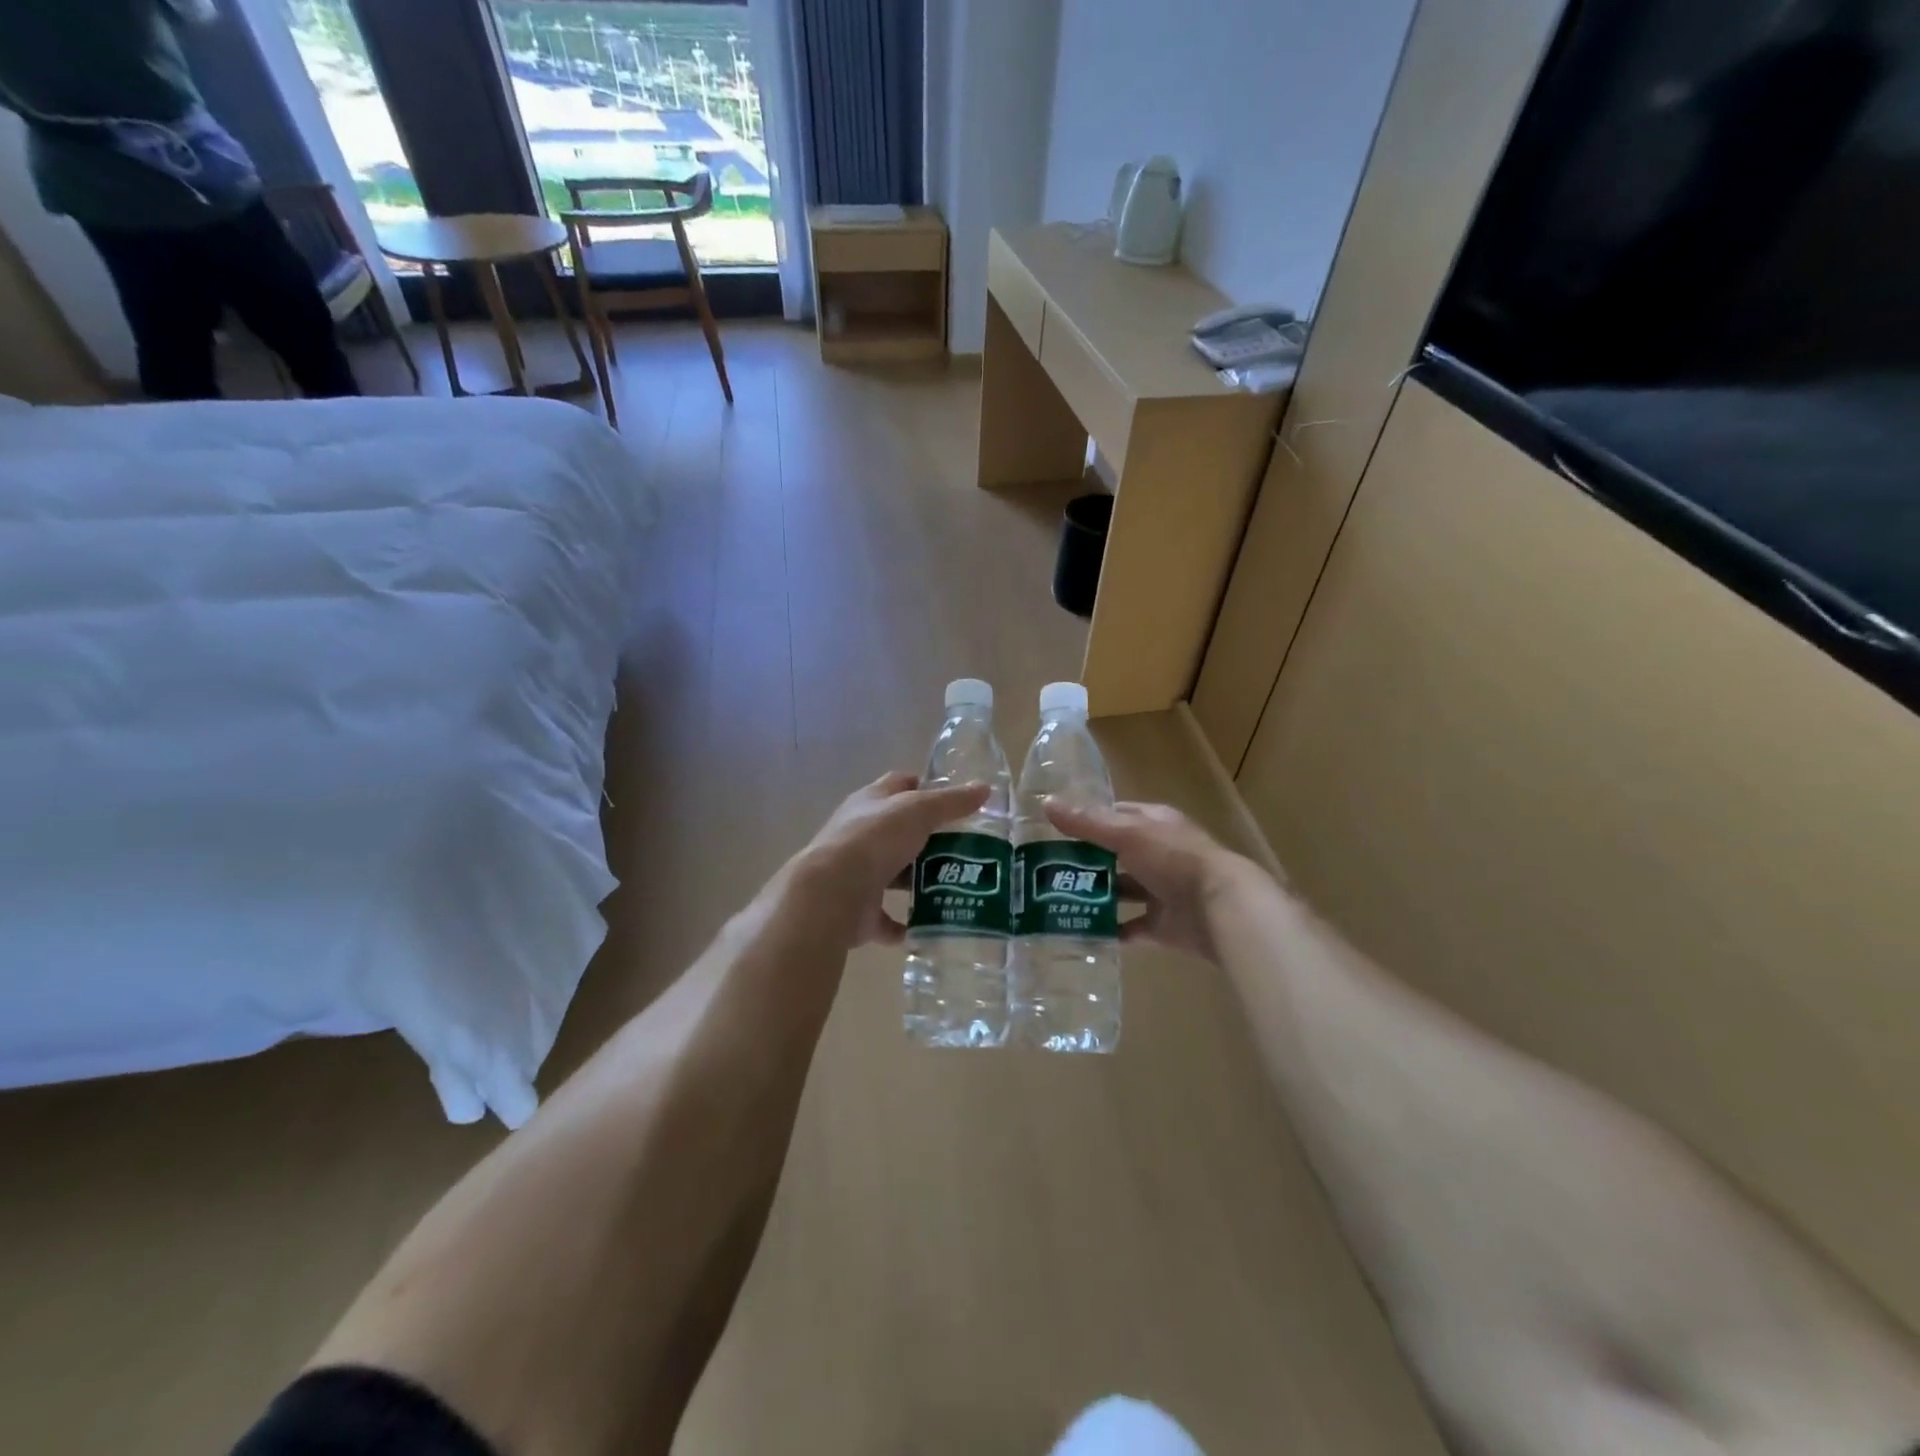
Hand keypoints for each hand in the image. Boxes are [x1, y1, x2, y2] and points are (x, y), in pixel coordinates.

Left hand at [797, 772, 991, 946]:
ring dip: (919, 882)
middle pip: (900, 833)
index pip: (899, 785)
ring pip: (894, 875)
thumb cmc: (875, 840)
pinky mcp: (858, 911)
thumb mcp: (919, 811)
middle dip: (929, 840)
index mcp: (871, 802)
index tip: (955, 801)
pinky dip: (907, 924)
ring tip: (958, 887)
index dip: (925, 788)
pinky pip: (887, 919)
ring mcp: (857, 874)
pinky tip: (932, 926)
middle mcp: (860, 835)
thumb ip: (952, 802)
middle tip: (967, 849)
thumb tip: (984, 788)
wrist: (832, 893)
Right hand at [1043, 800, 1252, 961]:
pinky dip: (1111, 930)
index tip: (1055, 829)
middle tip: (1047, 869)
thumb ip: (1087, 822)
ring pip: (1123, 890)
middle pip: (1116, 854)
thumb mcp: (1126, 834)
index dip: (1088, 820)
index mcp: (1155, 825)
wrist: (1220, 908)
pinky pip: (1131, 927)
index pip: (1116, 815)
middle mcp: (1159, 854)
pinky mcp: (1164, 924)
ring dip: (1097, 895)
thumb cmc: (1174, 859)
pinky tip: (1083, 931)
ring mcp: (1163, 890)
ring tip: (1057, 900)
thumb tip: (1046, 802)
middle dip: (1086, 861)